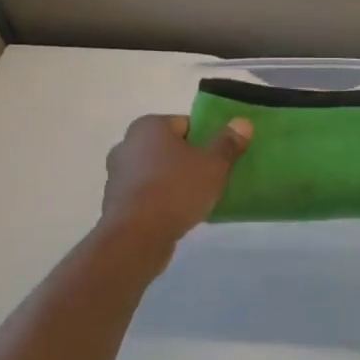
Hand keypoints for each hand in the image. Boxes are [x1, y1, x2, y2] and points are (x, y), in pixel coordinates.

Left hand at [101, 114, 250, 244]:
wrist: (136, 237)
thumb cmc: (176, 190)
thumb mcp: (213, 165)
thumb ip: (228, 143)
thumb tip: (243, 122)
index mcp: (149, 126)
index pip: (186, 124)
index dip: (207, 139)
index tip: (220, 158)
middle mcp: (127, 144)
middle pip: (170, 148)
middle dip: (190, 160)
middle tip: (212, 178)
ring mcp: (118, 174)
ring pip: (157, 172)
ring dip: (175, 181)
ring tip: (198, 199)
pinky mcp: (116, 202)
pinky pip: (147, 194)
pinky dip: (161, 200)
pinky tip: (179, 214)